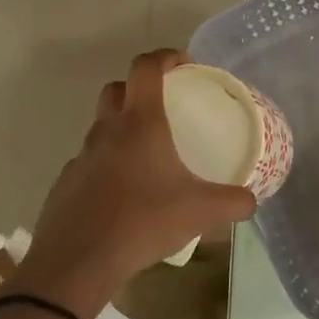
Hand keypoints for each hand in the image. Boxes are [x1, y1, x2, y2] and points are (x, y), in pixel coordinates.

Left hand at [11, 49, 257, 318]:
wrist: (78, 261)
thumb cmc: (144, 222)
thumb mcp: (201, 212)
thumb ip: (233, 203)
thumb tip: (251, 200)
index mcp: (140, 124)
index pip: (146, 68)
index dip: (164, 57)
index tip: (184, 65)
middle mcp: (107, 131)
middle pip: (116, 89)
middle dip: (138, 88)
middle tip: (164, 108)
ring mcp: (82, 157)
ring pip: (101, 127)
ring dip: (121, 129)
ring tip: (148, 157)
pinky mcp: (67, 183)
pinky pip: (90, 162)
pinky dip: (107, 165)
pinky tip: (124, 194)